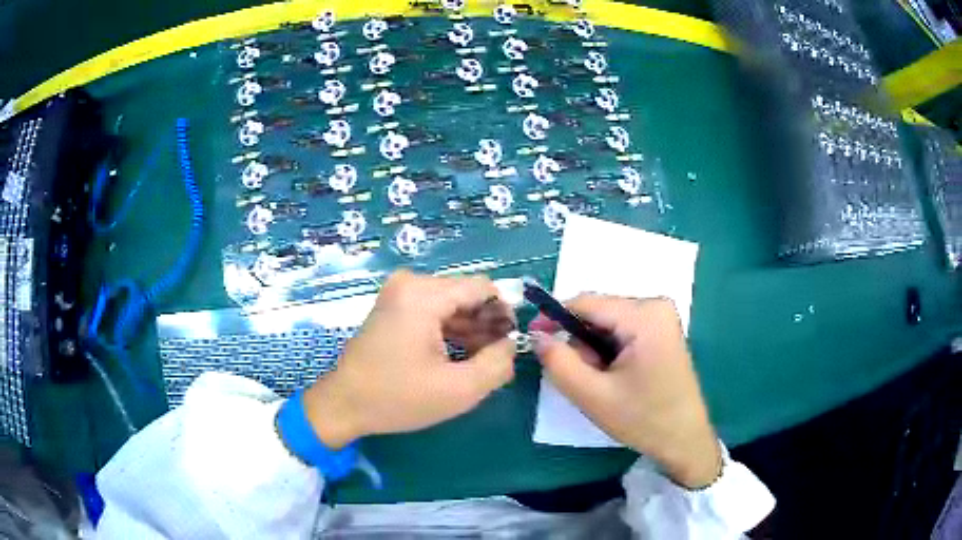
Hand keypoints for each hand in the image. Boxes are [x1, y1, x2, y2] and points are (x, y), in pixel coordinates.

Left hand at [303, 270, 516, 448]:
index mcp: (423, 295)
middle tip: (496, 359)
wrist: (344, 404)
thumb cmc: (398, 398)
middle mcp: (410, 284)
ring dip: (470, 330)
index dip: (504, 314)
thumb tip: (512, 345)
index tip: (510, 345)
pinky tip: (458, 357)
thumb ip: (498, 364)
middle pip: (466, 295)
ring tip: (480, 362)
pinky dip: (450, 331)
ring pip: (452, 304)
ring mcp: (399, 294)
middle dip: (487, 325)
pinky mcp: (394, 307)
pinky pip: (433, 311)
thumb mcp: (459, 389)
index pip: (483, 288)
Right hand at [529, 295, 721, 488]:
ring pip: (608, 323)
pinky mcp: (662, 330)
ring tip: (604, 383)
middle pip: (598, 313)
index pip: (586, 303)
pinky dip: (609, 351)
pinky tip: (617, 376)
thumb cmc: (642, 419)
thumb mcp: (592, 395)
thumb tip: (537, 336)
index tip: (534, 338)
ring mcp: (662, 317)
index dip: (554, 317)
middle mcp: (656, 306)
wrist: (684, 440)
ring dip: (595, 350)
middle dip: (581, 343)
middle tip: (584, 378)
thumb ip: (559, 362)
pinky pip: (622, 330)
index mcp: (644, 315)